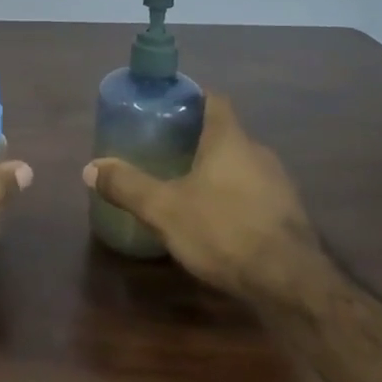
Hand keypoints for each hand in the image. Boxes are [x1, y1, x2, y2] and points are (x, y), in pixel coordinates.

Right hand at [82, 94, 318, 301]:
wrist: (291, 283)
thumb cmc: (224, 230)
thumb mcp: (164, 209)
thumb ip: (127, 186)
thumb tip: (90, 168)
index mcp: (229, 140)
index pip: (215, 100)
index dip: (193, 98)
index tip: (170, 106)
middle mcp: (259, 153)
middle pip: (227, 134)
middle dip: (199, 140)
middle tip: (166, 151)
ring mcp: (279, 185)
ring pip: (242, 166)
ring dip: (218, 172)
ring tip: (187, 188)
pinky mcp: (289, 216)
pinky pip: (255, 195)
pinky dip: (235, 199)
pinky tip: (217, 223)